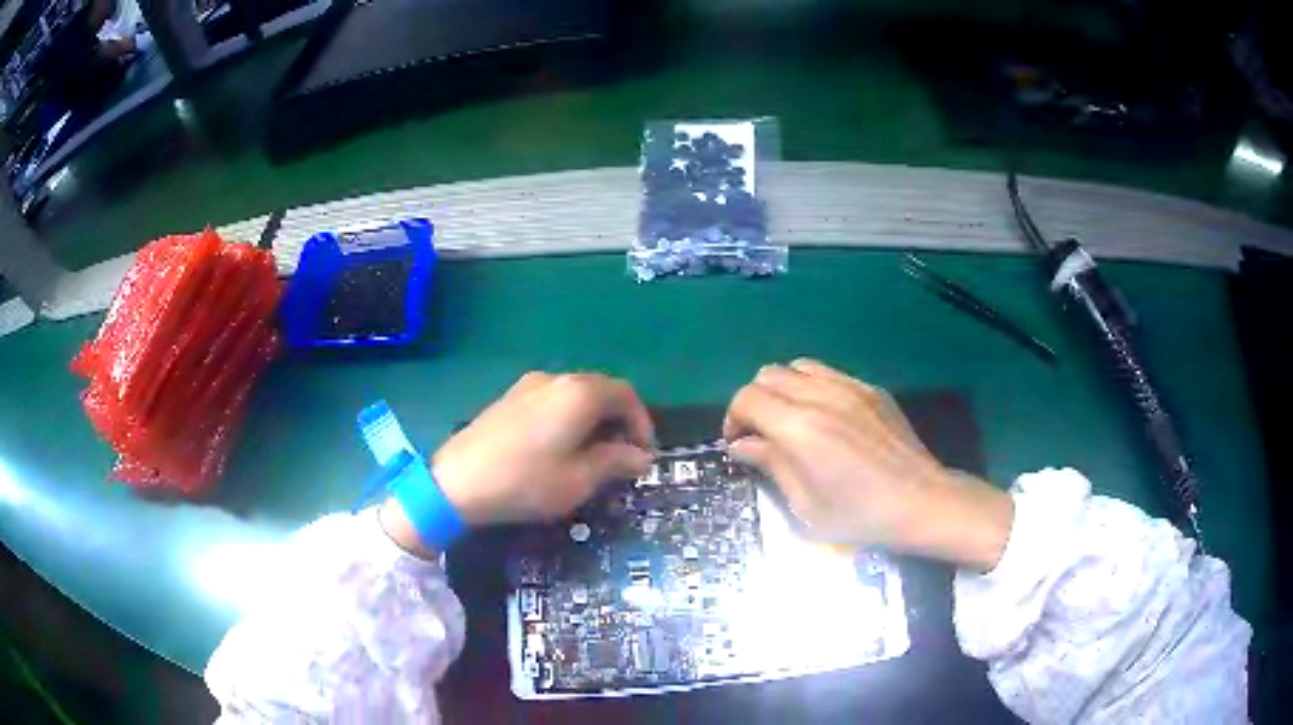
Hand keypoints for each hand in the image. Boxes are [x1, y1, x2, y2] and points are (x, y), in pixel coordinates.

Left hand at [428, 372, 654, 526]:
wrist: (457, 482)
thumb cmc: (526, 482)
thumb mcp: (579, 479)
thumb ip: (615, 462)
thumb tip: (641, 456)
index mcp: (579, 393)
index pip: (626, 395)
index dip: (642, 423)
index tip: (643, 454)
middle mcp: (556, 379)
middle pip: (601, 389)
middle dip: (619, 420)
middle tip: (623, 455)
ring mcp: (528, 385)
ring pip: (575, 394)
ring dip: (594, 419)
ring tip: (594, 454)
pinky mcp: (509, 398)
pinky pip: (552, 400)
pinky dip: (569, 417)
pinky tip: (560, 447)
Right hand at [724, 359, 1012, 570]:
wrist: (920, 501)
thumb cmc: (859, 514)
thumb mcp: (806, 505)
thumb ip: (771, 465)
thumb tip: (742, 445)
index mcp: (799, 427)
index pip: (747, 398)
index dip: (733, 418)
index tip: (738, 443)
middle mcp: (820, 396)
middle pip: (768, 375)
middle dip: (755, 402)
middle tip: (762, 434)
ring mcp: (849, 387)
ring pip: (798, 367)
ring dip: (783, 389)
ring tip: (791, 421)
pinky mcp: (870, 389)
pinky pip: (829, 373)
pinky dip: (813, 387)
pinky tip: (826, 418)